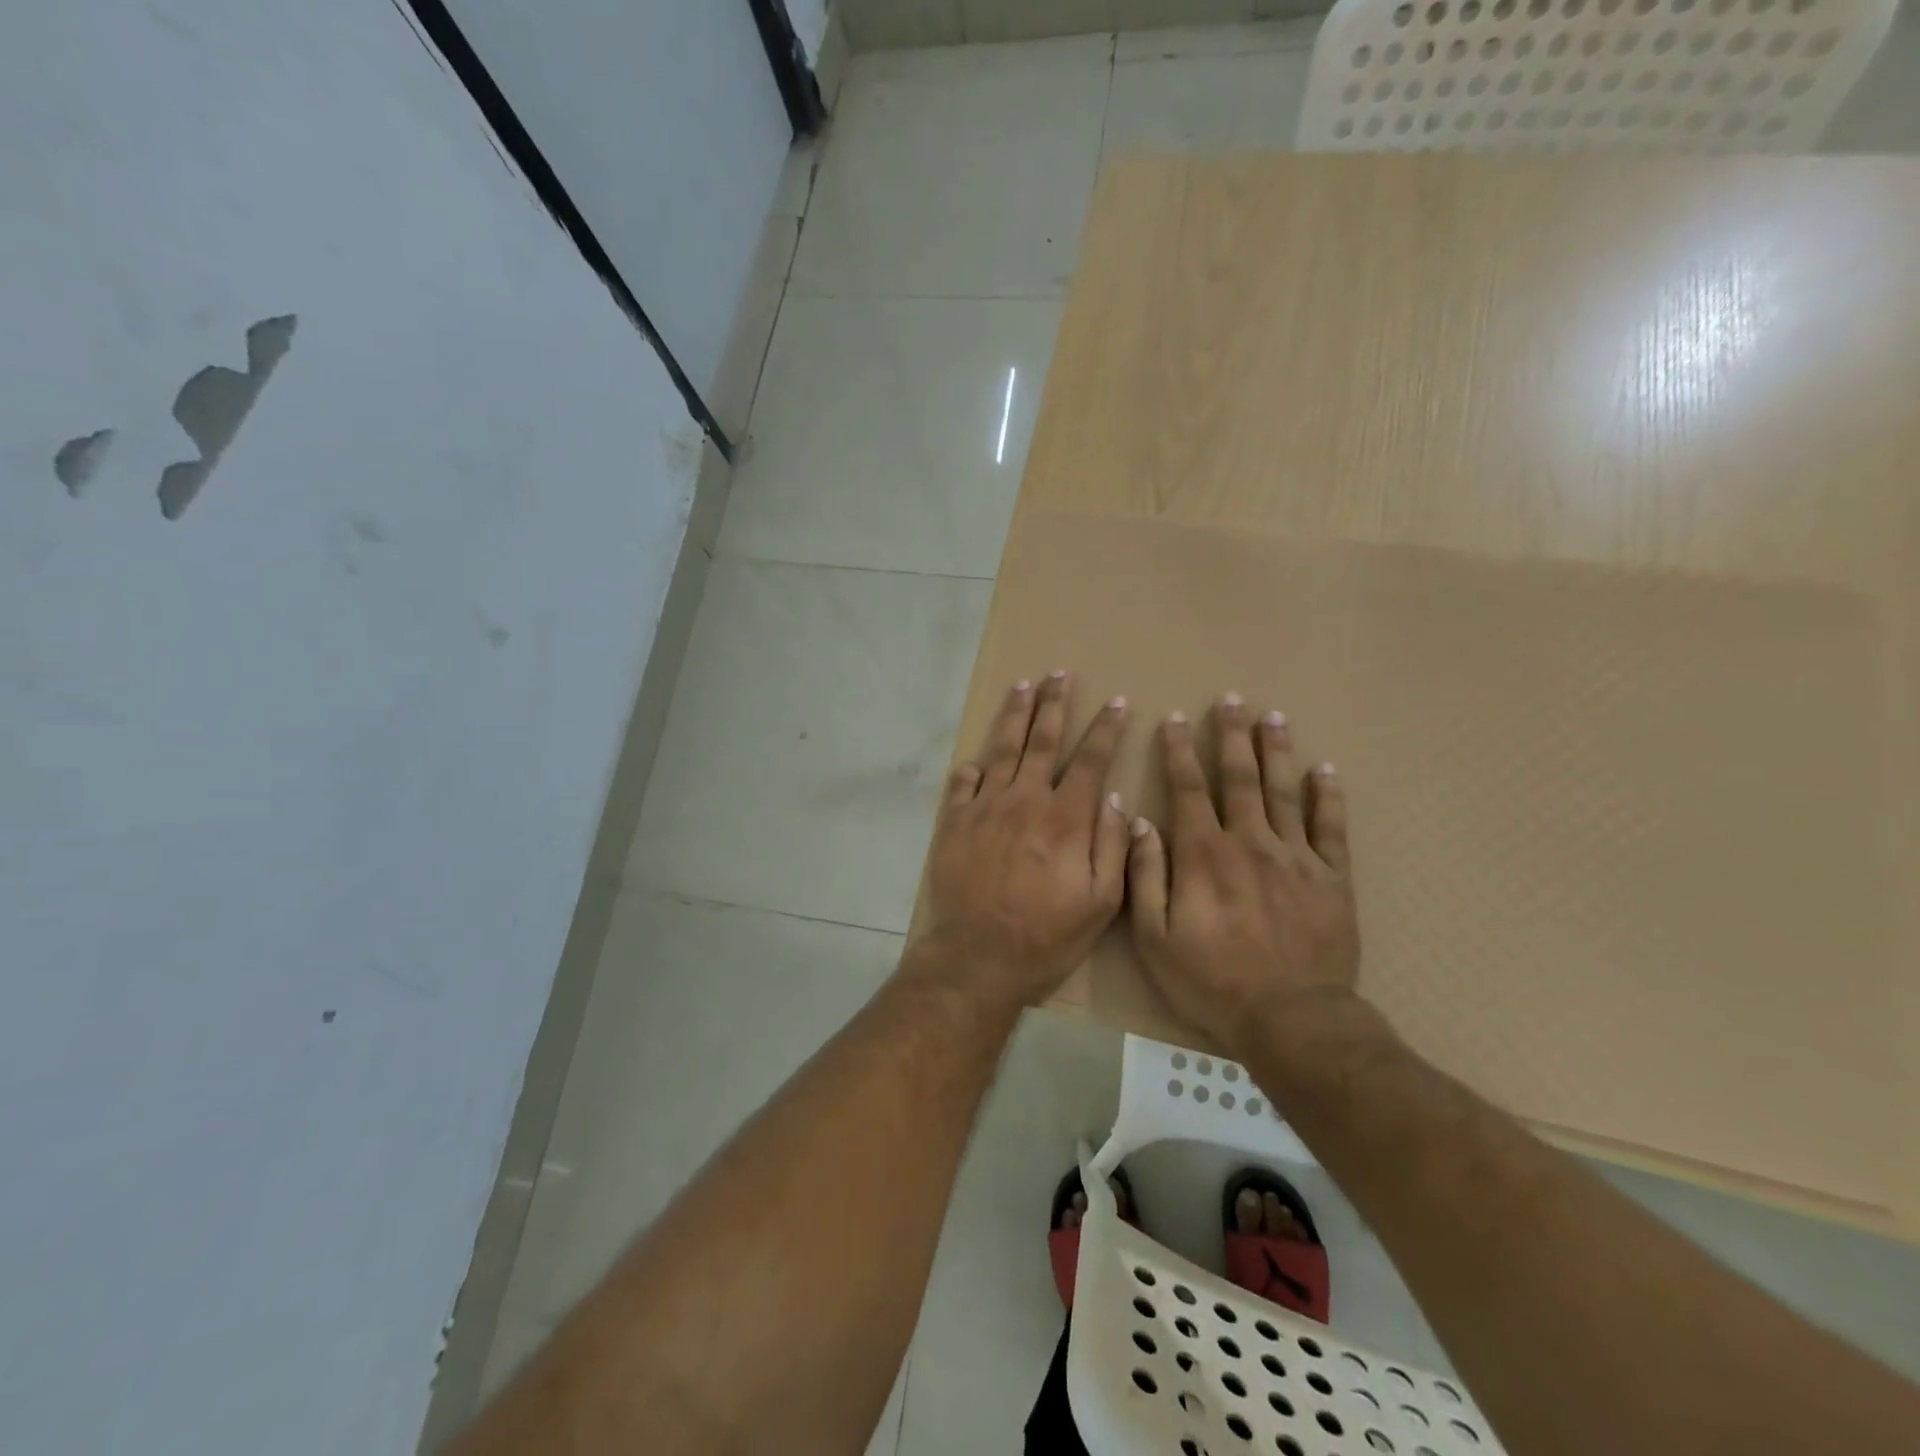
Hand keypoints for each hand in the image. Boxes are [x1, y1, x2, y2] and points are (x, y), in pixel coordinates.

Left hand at [914, 672, 1131, 1010]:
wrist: (978, 957)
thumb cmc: (1047, 936)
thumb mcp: (1100, 903)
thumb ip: (1111, 847)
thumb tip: (1112, 800)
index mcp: (1065, 818)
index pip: (1091, 760)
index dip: (1106, 728)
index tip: (1117, 701)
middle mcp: (1025, 800)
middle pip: (1042, 740)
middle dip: (1053, 703)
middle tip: (1058, 674)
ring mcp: (985, 807)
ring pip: (1002, 749)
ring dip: (1014, 715)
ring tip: (1021, 687)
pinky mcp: (954, 822)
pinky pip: (963, 783)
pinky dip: (972, 767)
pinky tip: (976, 758)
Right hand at [1126, 695, 1358, 1053]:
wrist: (1292, 1019)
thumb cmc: (1213, 981)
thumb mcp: (1155, 937)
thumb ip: (1146, 876)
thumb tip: (1139, 823)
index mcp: (1204, 854)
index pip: (1188, 789)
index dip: (1180, 751)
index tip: (1176, 719)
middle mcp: (1250, 842)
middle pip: (1240, 778)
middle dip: (1233, 736)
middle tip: (1232, 700)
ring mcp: (1297, 857)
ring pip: (1285, 791)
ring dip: (1277, 751)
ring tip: (1273, 717)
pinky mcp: (1332, 878)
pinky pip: (1331, 828)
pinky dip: (1328, 797)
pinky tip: (1325, 770)